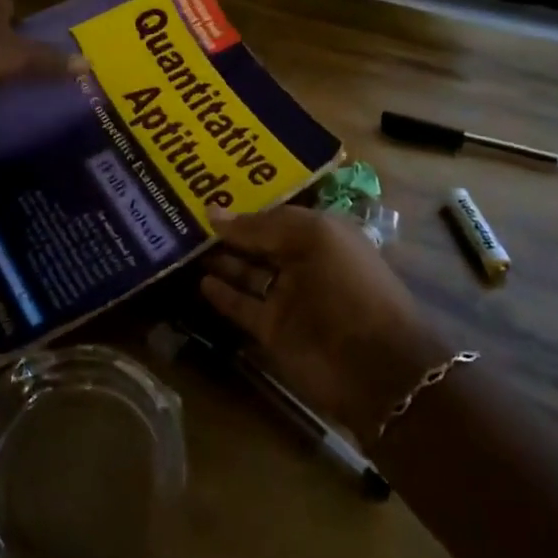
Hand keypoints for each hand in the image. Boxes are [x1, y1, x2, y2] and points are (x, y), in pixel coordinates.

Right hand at [200, 205, 449, 444]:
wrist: (376, 366)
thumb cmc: (348, 286)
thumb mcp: (310, 238)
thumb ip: (260, 226)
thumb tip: (212, 212)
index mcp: (320, 233)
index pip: (274, 213)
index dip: (244, 204)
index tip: (207, 190)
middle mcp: (302, 261)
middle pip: (258, 242)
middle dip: (227, 230)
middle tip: (182, 215)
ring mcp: (287, 297)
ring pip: (246, 272)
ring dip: (220, 260)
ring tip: (181, 243)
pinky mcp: (273, 330)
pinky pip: (242, 306)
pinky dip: (222, 295)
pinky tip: (199, 280)